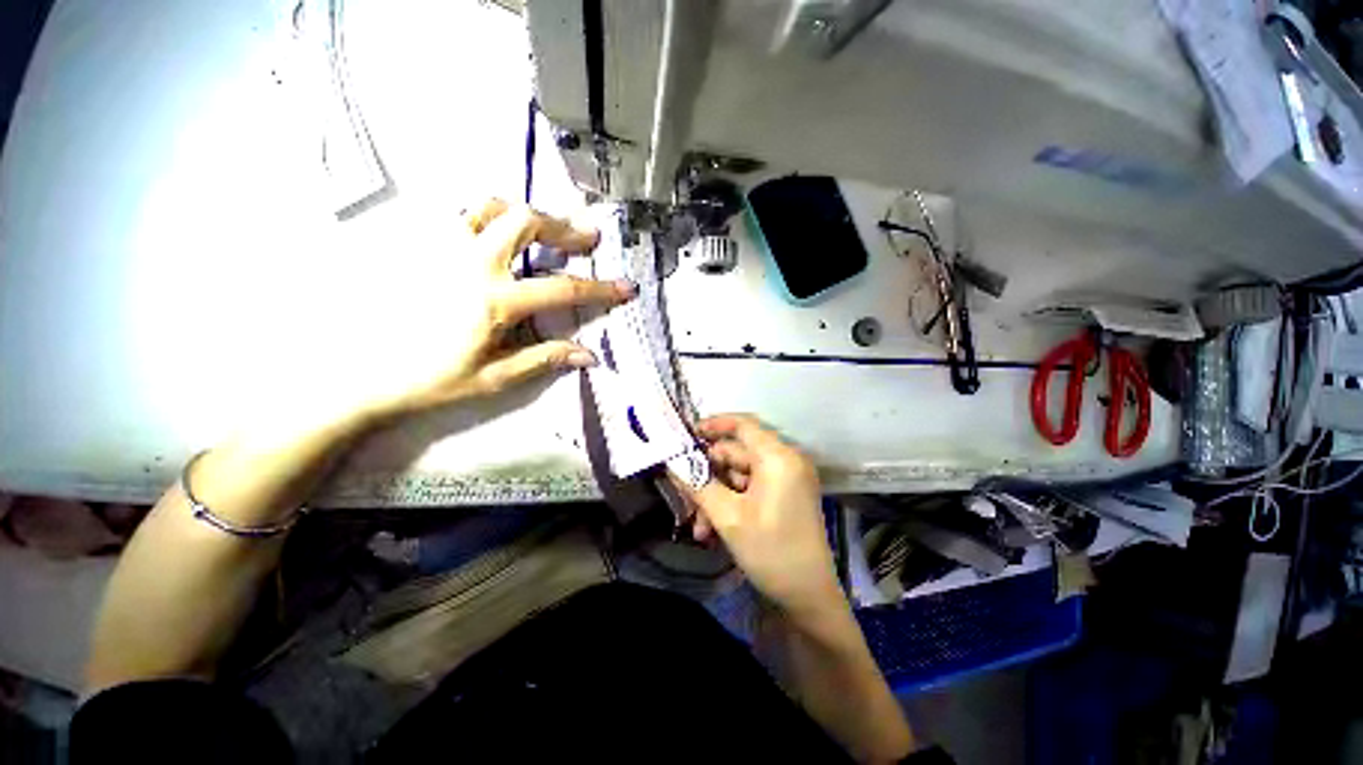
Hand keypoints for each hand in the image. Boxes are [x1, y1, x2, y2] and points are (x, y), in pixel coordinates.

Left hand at [313, 199, 633, 425]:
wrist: (360, 372)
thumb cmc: (431, 378)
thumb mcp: (495, 378)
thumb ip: (544, 359)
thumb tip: (589, 356)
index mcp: (495, 300)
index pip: (562, 288)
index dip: (600, 288)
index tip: (626, 287)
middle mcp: (471, 261)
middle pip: (528, 222)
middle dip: (565, 228)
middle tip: (587, 240)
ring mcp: (441, 245)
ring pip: (491, 205)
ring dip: (526, 213)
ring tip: (544, 227)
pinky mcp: (419, 241)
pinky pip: (459, 211)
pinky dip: (488, 214)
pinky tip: (497, 232)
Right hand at [676, 414, 844, 621]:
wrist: (808, 599)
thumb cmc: (771, 552)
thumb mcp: (728, 517)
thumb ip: (698, 484)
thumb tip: (673, 462)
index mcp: (779, 458)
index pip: (743, 424)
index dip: (713, 425)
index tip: (686, 435)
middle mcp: (785, 461)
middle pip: (736, 453)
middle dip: (708, 475)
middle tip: (683, 495)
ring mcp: (786, 480)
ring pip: (738, 475)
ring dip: (715, 495)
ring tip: (698, 525)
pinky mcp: (783, 496)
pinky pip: (749, 489)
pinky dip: (729, 503)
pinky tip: (712, 530)